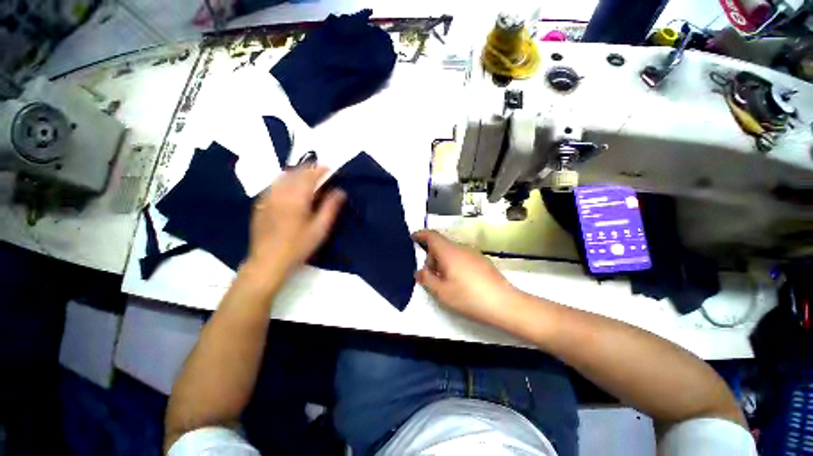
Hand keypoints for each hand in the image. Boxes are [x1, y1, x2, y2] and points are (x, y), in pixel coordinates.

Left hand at [247, 167, 344, 275]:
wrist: (268, 261)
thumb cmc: (299, 246)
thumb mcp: (320, 228)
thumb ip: (331, 207)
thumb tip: (340, 192)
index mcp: (296, 197)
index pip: (309, 175)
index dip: (320, 169)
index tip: (330, 169)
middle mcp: (280, 192)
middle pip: (295, 172)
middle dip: (309, 169)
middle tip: (321, 173)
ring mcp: (267, 197)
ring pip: (283, 177)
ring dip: (296, 173)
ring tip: (306, 179)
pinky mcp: (260, 204)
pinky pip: (273, 185)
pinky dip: (285, 182)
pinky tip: (290, 190)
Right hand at [412, 229, 520, 327]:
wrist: (504, 303)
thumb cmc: (469, 297)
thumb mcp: (442, 292)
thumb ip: (427, 279)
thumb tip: (419, 271)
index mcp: (449, 252)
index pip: (432, 236)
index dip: (421, 235)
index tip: (413, 238)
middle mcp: (461, 248)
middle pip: (441, 245)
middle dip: (431, 256)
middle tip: (430, 275)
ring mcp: (473, 253)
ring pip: (451, 251)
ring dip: (443, 261)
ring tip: (445, 281)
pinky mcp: (482, 260)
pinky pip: (461, 256)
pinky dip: (454, 263)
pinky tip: (459, 281)